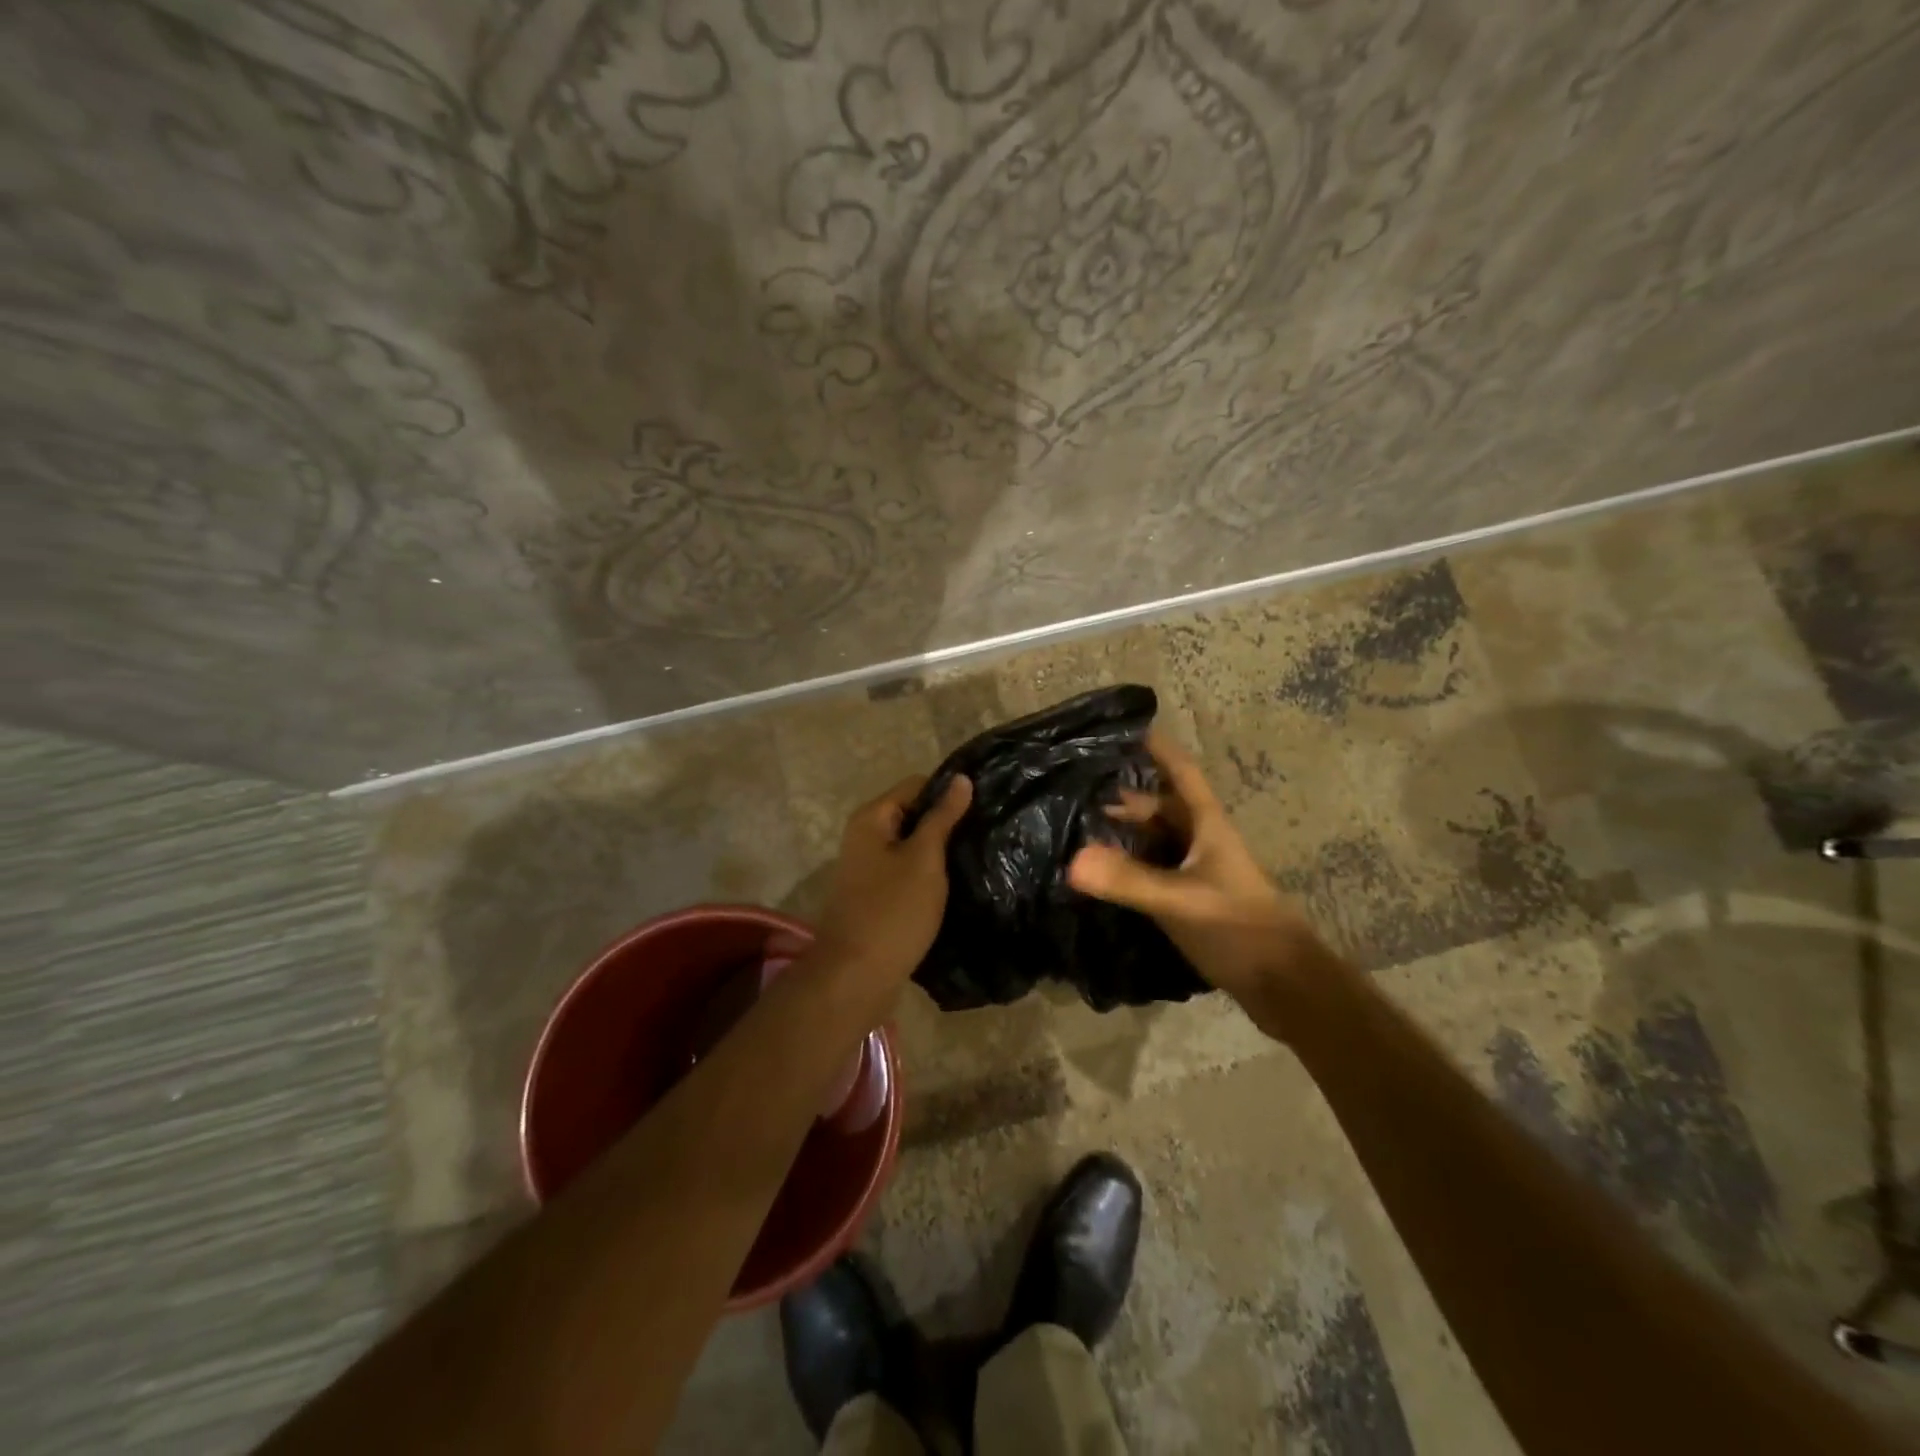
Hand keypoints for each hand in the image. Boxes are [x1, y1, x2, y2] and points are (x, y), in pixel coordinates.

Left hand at [804, 773, 972, 1009]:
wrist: (856, 978)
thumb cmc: (893, 912)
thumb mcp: (924, 859)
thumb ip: (942, 817)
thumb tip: (962, 778)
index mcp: (871, 819)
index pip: (917, 785)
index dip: (949, 792)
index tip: (985, 806)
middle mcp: (865, 837)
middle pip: (913, 815)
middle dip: (946, 823)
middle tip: (986, 833)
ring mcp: (869, 869)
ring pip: (912, 846)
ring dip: (940, 852)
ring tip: (978, 856)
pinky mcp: (877, 896)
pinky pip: (907, 873)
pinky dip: (929, 875)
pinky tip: (956, 884)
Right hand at [1068, 732, 1326, 1014]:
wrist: (1284, 985)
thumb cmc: (1239, 928)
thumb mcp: (1180, 901)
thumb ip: (1128, 880)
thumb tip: (1072, 860)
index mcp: (1207, 826)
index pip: (1182, 772)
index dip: (1158, 748)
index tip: (1126, 728)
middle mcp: (1202, 841)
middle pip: (1163, 806)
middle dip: (1126, 795)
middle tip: (1081, 788)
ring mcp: (1199, 872)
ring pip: (1157, 840)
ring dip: (1126, 832)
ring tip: (1082, 828)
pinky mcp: (1193, 901)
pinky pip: (1155, 870)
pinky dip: (1130, 866)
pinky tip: (1104, 875)